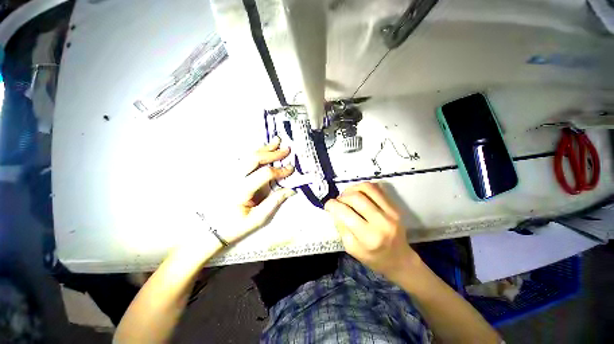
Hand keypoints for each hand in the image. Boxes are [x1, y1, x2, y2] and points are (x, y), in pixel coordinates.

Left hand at [222, 137, 295, 243]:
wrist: (213, 228)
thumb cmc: (237, 225)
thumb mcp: (258, 219)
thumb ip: (274, 202)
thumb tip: (291, 190)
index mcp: (241, 191)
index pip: (264, 174)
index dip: (280, 170)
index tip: (291, 169)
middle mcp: (233, 178)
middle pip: (254, 159)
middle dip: (272, 153)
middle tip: (286, 149)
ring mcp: (229, 174)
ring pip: (247, 156)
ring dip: (264, 148)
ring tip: (276, 141)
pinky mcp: (229, 174)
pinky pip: (243, 159)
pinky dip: (256, 152)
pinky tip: (263, 148)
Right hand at [324, 182, 418, 279]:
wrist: (400, 259)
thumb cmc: (373, 258)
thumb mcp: (351, 249)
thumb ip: (342, 228)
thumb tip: (335, 209)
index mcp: (368, 237)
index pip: (345, 213)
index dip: (332, 205)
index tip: (328, 205)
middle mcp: (381, 222)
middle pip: (356, 197)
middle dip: (342, 196)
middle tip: (338, 201)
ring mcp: (391, 212)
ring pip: (367, 188)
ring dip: (352, 188)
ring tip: (348, 195)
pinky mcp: (395, 207)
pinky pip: (377, 188)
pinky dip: (364, 187)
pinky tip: (359, 194)